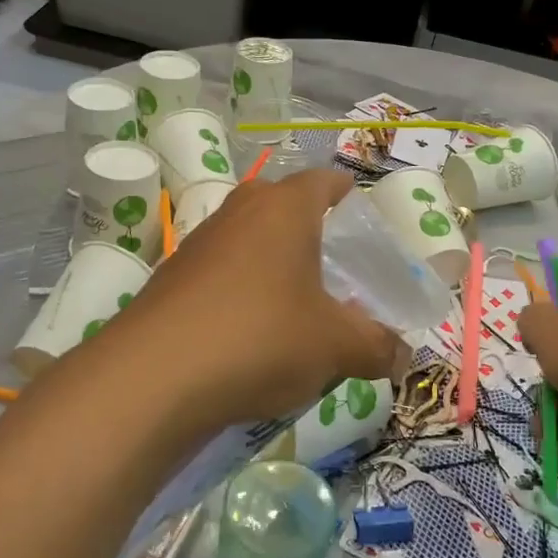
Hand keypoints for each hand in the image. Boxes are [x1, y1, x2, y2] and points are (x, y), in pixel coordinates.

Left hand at [104, 170, 402, 441]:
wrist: (154, 377)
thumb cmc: (261, 338)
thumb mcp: (335, 347)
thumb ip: (377, 346)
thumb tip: (403, 357)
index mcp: (285, 208)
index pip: (325, 181)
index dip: (348, 195)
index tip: (364, 221)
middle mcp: (239, 212)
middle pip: (283, 205)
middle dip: (310, 231)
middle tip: (335, 269)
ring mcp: (199, 243)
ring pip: (248, 240)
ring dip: (272, 264)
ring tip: (296, 306)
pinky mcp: (171, 278)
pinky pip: (220, 273)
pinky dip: (240, 292)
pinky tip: (250, 334)